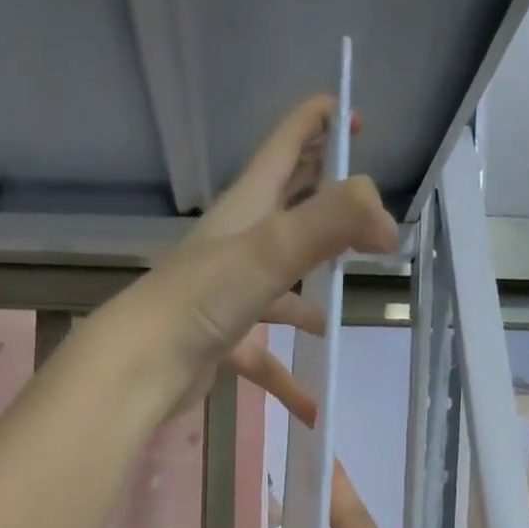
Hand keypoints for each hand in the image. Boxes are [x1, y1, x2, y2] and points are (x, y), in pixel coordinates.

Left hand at [101, 97, 397, 414]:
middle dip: (321, 201)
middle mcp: (236, 245)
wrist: (140, 366)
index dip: (319, 122)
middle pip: (285, 210)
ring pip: (277, 290)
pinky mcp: (219, 341)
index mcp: (246, 207)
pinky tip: (313, 407)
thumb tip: (388, 222)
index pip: (285, 145)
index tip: (358, 119)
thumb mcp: (271, 250)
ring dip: (306, 299)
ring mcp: (226, 296)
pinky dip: (287, 379)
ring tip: (335, 317)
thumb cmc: (202, 298)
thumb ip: (332, 223)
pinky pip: (264, 357)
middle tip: (360, 204)